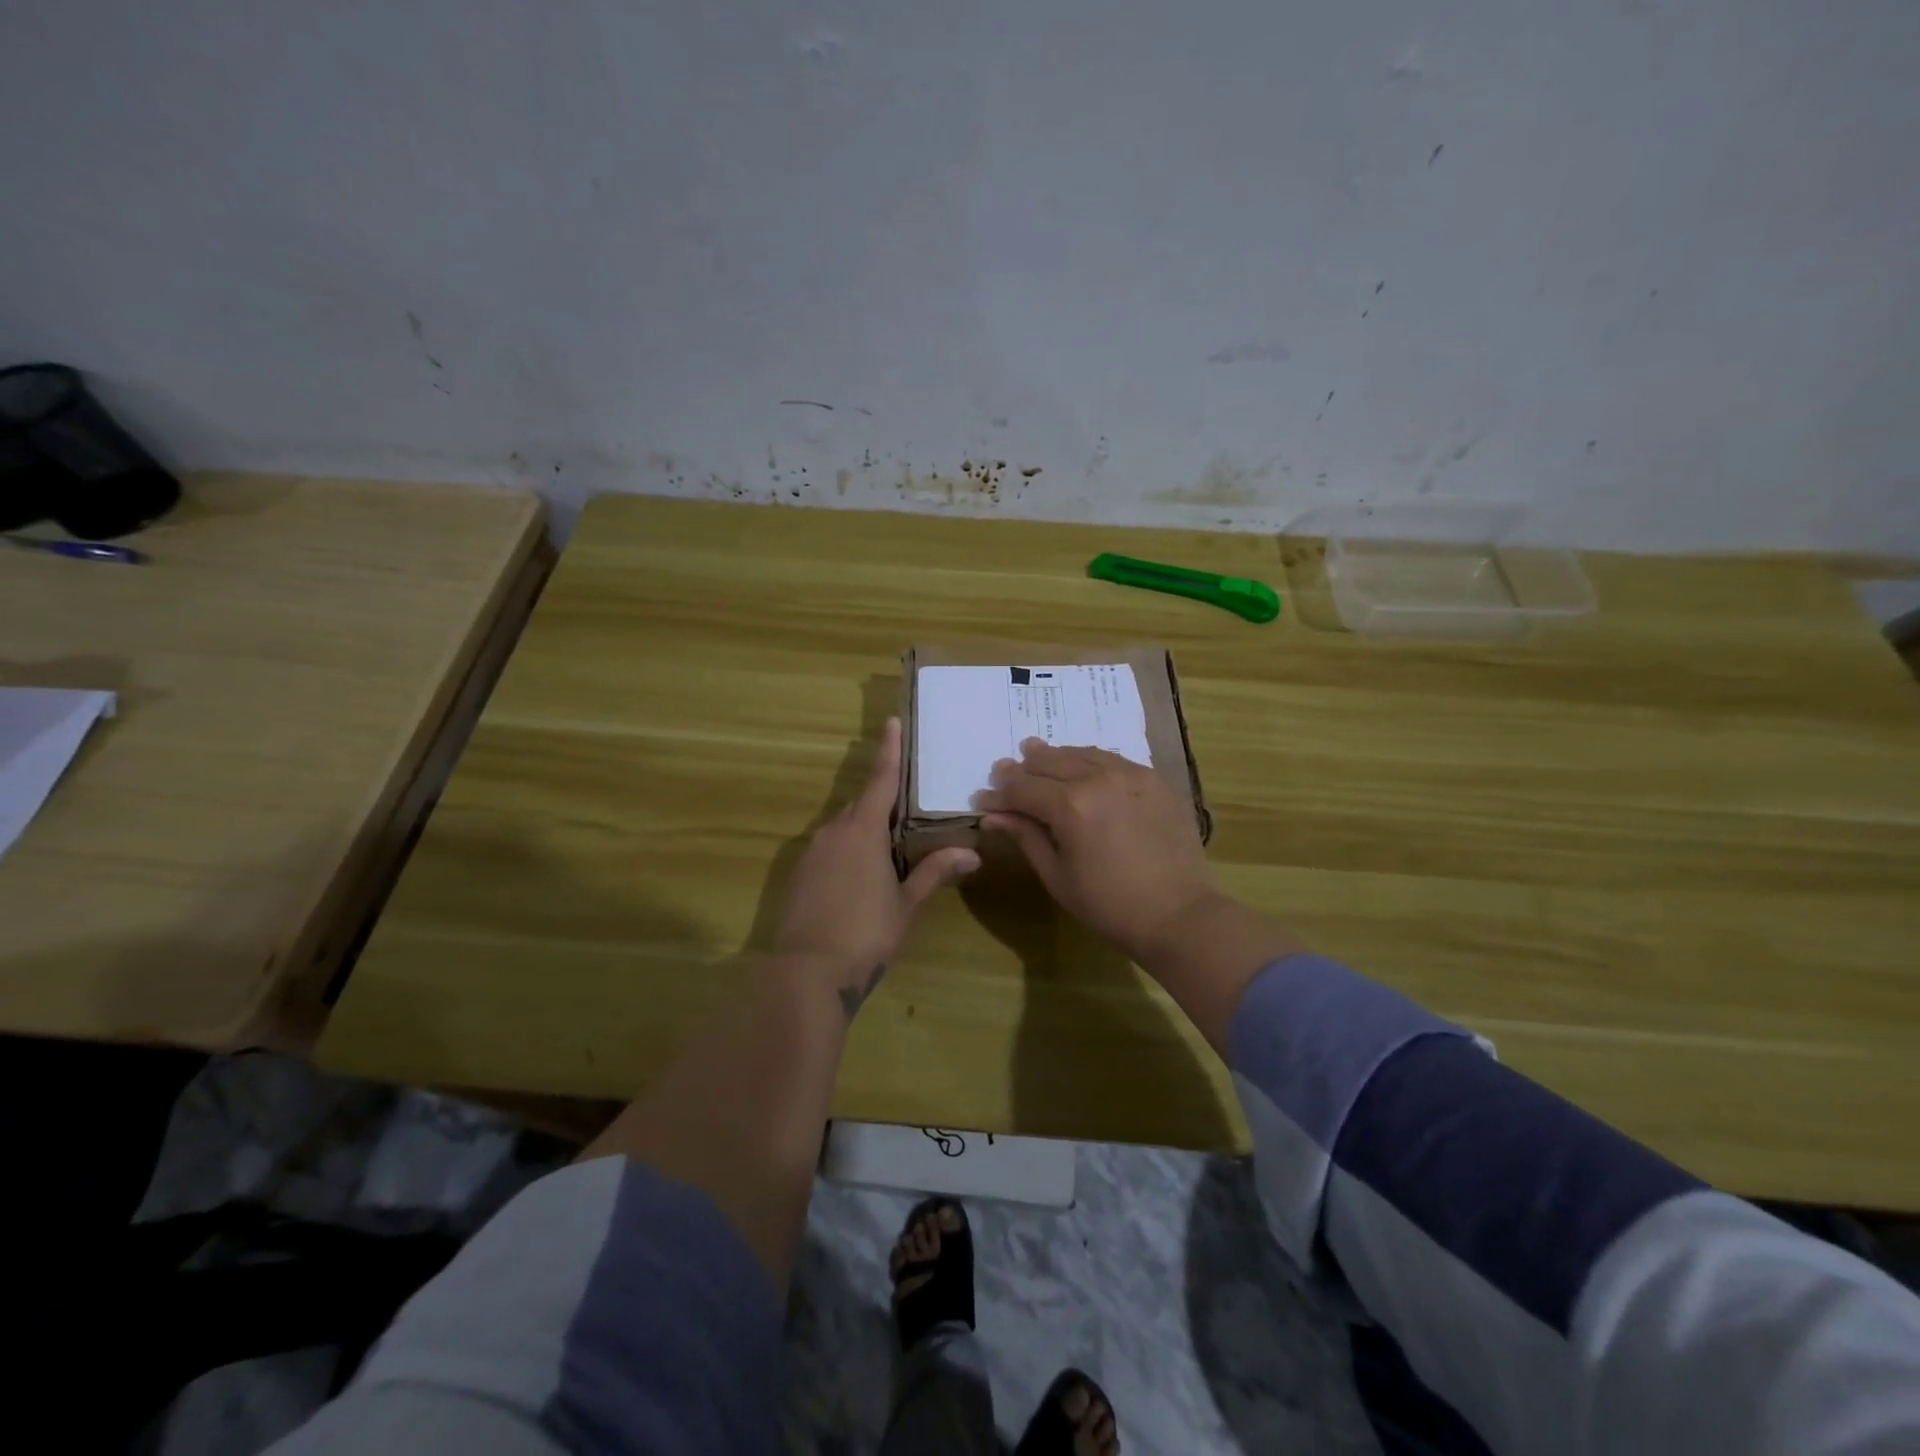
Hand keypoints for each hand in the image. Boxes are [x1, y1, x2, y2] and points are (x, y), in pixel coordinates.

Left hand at [776, 718, 978, 1016]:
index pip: (881, 780)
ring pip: (844, 828)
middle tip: (908, 807)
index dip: (888, 751)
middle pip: (862, 805)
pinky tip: (859, 876)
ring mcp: (812, 852)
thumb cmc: (866, 933)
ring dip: (865, 830)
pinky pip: (829, 848)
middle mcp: (834, 831)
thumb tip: (972, 853)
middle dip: (883, 801)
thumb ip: (935, 872)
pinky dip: (847, 850)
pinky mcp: (800, 873)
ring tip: (889, 848)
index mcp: (864, 831)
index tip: (891, 723)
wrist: (807, 972)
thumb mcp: (906, 903)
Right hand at [978, 740, 1225, 962]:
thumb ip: (1026, 836)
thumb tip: (994, 815)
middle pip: (1050, 762)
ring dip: (1055, 756)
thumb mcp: (1057, 875)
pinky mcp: (1154, 780)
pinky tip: (1081, 765)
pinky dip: (1089, 760)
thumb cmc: (1109, 906)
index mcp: (1070, 805)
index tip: (982, 798)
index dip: (998, 795)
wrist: (1179, 914)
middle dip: (1023, 768)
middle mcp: (1098, 778)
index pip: (1022, 789)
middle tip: (1004, 769)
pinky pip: (1113, 759)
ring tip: (1036, 753)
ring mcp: (1131, 774)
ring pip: (1082, 753)